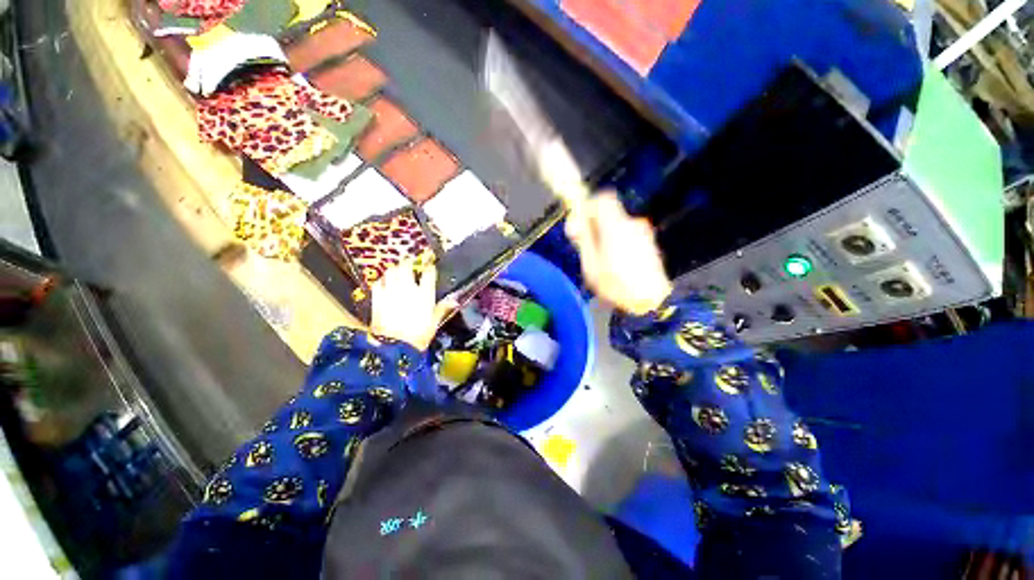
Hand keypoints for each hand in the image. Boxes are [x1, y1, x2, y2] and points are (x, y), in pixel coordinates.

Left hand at [370, 263, 450, 350]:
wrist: (394, 347)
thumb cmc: (418, 336)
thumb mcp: (434, 323)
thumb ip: (442, 308)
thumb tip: (454, 300)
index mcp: (424, 295)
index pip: (428, 273)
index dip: (429, 265)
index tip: (430, 262)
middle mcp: (408, 289)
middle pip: (406, 266)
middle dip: (408, 262)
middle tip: (409, 261)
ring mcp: (391, 293)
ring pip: (391, 271)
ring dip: (394, 269)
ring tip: (396, 270)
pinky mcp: (377, 299)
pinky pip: (378, 283)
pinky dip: (381, 281)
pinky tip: (384, 283)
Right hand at [565, 192, 672, 315]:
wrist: (653, 302)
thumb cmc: (616, 285)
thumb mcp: (591, 265)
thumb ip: (583, 240)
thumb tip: (574, 222)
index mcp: (616, 227)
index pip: (602, 200)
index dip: (588, 206)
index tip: (579, 224)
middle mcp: (632, 225)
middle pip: (609, 214)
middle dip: (594, 226)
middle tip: (585, 246)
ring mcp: (644, 234)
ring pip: (617, 226)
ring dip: (605, 236)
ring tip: (601, 262)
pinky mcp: (649, 244)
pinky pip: (627, 236)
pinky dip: (617, 243)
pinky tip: (616, 265)